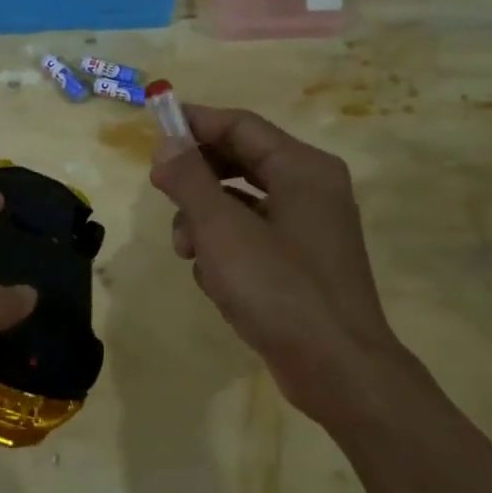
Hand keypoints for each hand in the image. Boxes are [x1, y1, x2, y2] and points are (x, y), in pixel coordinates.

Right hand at [150, 105, 412, 426]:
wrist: (338, 370)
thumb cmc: (279, 289)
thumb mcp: (222, 230)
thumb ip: (190, 180)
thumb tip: (166, 144)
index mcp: (302, 168)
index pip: (240, 125)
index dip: (194, 123)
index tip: (153, 129)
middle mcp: (311, 189)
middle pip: (241, 161)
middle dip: (197, 178)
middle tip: (160, 190)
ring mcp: (309, 228)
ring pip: (242, 203)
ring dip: (206, 220)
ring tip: (186, 251)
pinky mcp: (301, 263)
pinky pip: (253, 237)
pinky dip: (227, 249)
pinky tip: (214, 280)